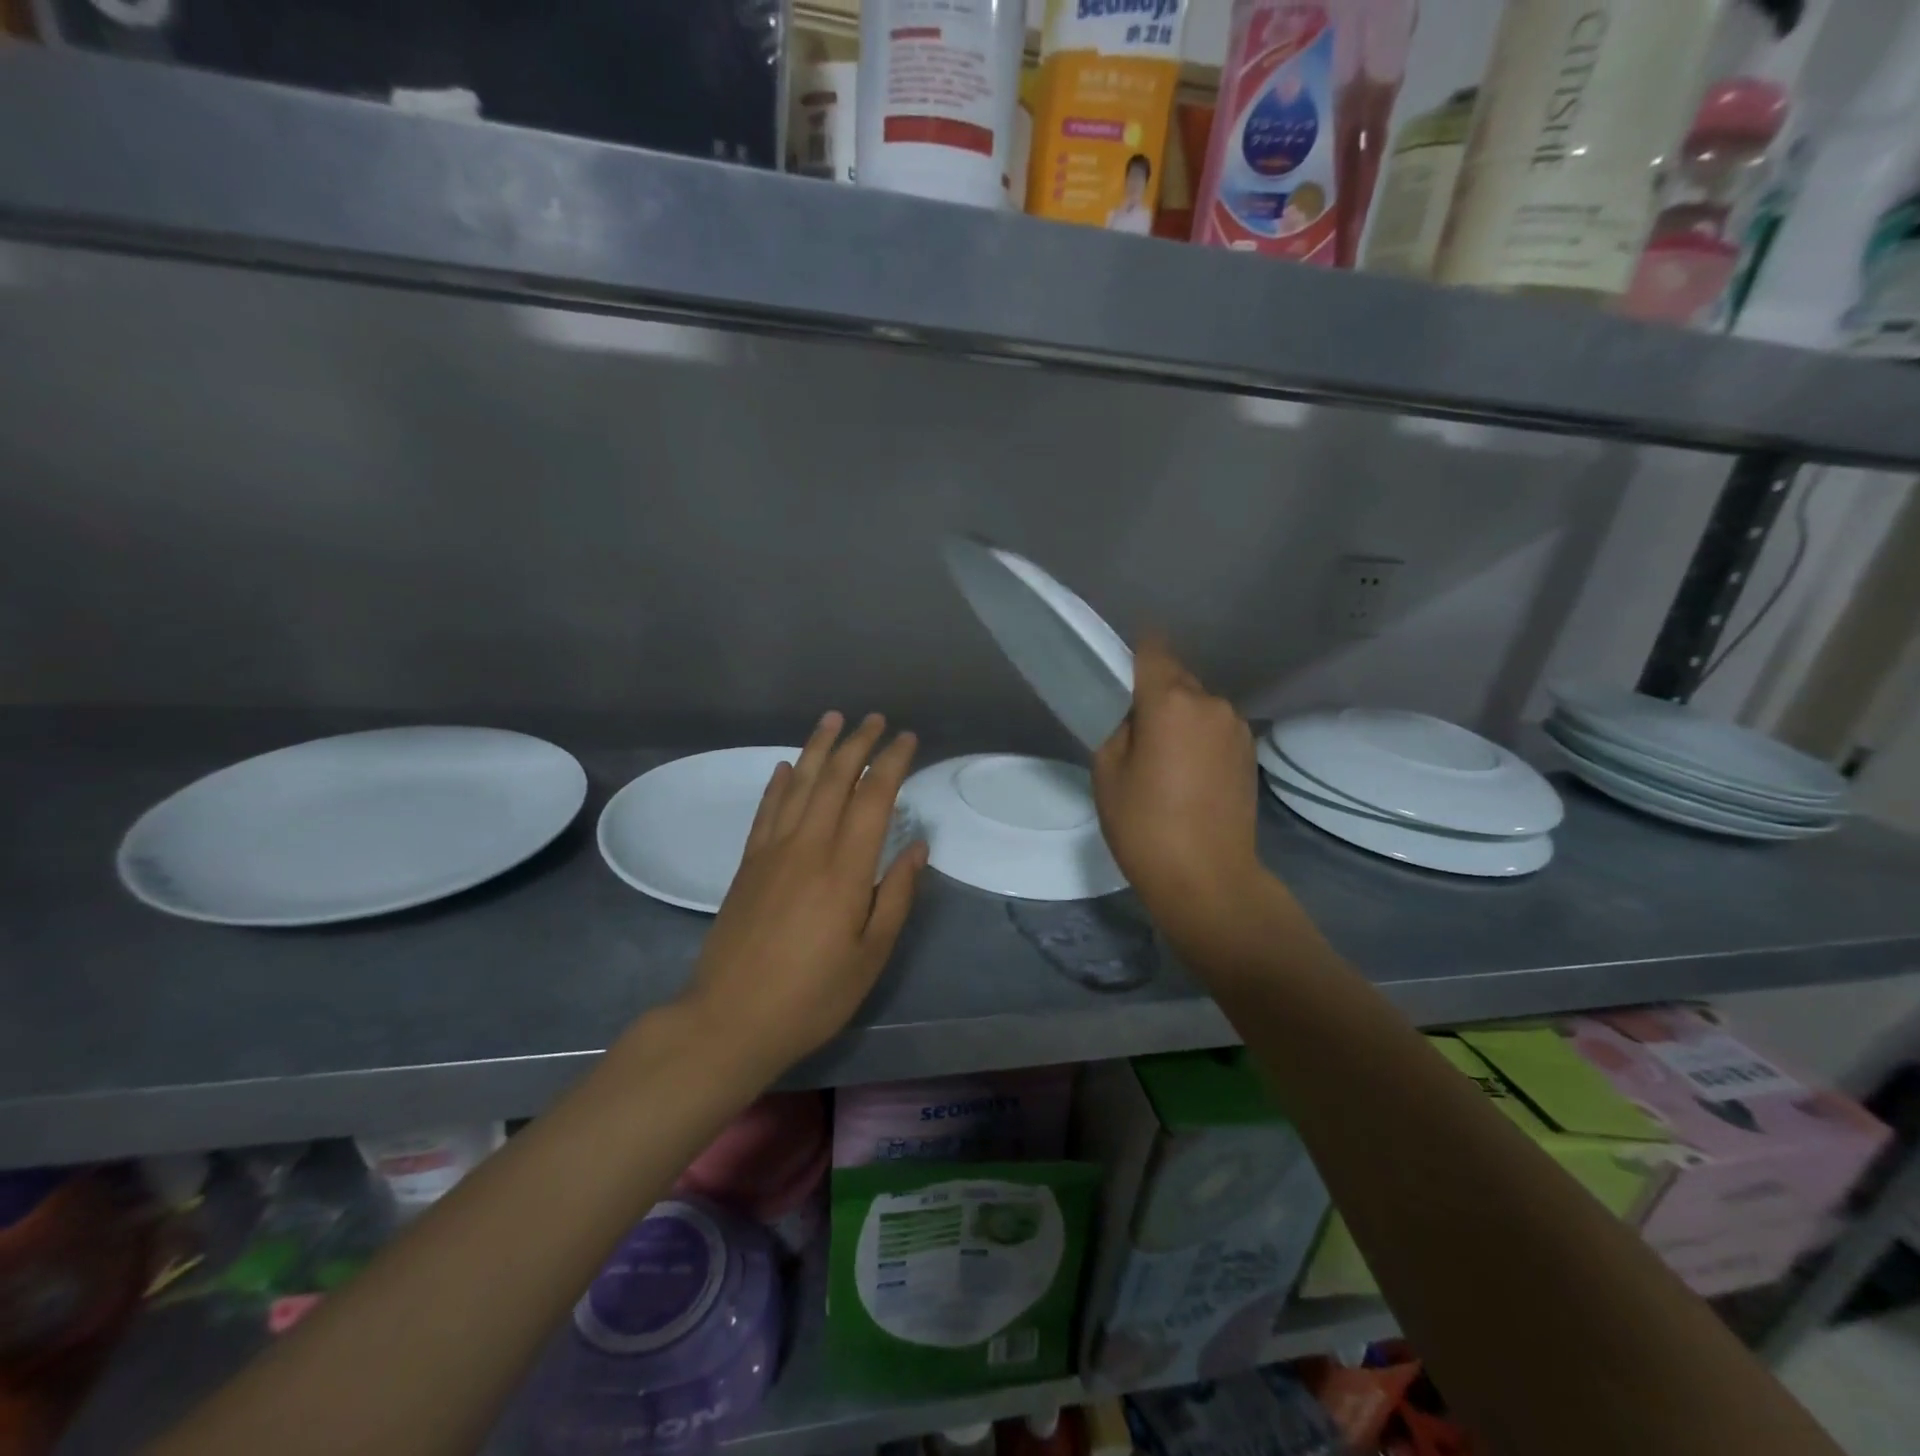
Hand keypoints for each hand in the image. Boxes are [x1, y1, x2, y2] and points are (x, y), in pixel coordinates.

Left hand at [681, 712, 926, 1077]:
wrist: (729, 1019)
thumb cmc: (812, 995)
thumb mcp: (870, 956)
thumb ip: (897, 896)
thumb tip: (918, 847)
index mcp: (845, 869)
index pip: (874, 798)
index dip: (892, 763)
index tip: (908, 739)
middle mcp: (808, 846)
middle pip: (835, 779)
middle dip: (858, 743)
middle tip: (877, 719)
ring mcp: (772, 851)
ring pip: (799, 784)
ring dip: (818, 748)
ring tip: (834, 719)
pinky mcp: (747, 864)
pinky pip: (766, 810)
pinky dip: (778, 783)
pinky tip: (786, 766)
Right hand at [1092, 637, 1268, 941]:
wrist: (1208, 878)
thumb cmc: (1145, 825)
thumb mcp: (1108, 772)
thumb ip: (1117, 726)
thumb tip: (1134, 713)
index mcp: (1171, 700)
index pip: (1152, 649)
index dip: (1133, 653)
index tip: (1118, 672)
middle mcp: (1211, 702)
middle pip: (1177, 677)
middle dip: (1154, 692)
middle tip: (1132, 729)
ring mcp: (1237, 727)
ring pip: (1198, 704)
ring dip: (1179, 717)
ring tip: (1162, 758)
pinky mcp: (1249, 752)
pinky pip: (1215, 728)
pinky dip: (1198, 737)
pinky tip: (1187, 774)